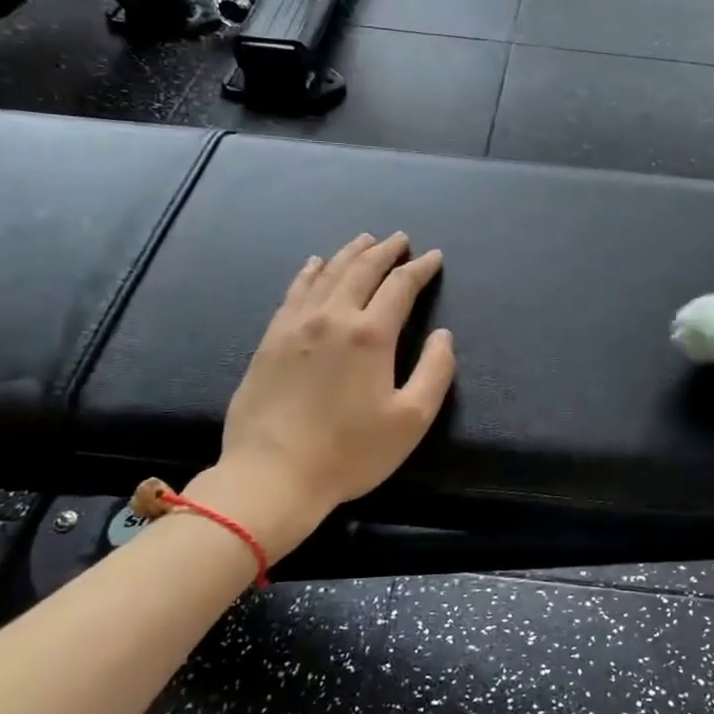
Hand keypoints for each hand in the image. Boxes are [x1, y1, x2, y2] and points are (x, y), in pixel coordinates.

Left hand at [189, 233, 454, 559]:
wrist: (272, 474)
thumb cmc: (350, 452)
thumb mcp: (411, 420)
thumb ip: (435, 372)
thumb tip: (443, 335)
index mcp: (370, 335)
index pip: (400, 287)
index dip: (420, 269)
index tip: (433, 257)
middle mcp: (332, 317)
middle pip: (361, 270)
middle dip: (385, 251)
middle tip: (400, 239)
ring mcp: (295, 325)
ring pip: (326, 274)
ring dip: (349, 254)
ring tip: (364, 240)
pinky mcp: (270, 339)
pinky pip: (294, 292)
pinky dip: (309, 272)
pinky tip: (314, 264)